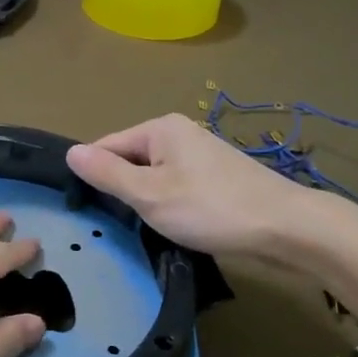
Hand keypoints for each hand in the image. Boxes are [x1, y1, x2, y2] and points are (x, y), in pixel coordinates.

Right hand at [67, 113, 324, 259]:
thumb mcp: (149, 194)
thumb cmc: (211, 208)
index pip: (106, 146)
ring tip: (148, 229)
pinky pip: (176, 186)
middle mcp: (179, 132)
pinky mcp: (217, 176)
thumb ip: (108, 173)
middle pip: (131, 160)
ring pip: (154, 176)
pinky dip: (170, 205)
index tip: (87, 211)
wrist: (286, 227)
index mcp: (160, 128)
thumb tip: (70, 151)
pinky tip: (176, 226)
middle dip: (123, 191)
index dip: (93, 177)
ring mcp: (201, 154)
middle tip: (120, 225)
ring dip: (147, 201)